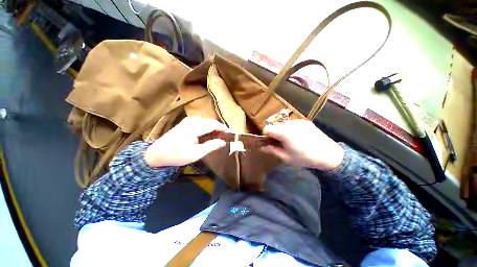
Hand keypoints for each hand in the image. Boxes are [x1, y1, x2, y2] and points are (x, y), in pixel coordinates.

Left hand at [144, 117, 226, 167]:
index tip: (231, 135)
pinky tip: (209, 135)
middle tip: (226, 138)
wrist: (157, 153)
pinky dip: (208, 128)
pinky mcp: (187, 122)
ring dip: (214, 129)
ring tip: (219, 138)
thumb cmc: (176, 155)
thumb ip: (211, 146)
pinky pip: (202, 123)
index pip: (214, 124)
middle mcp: (192, 120)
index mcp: (194, 127)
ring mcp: (189, 120)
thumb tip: (223, 142)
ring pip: (207, 122)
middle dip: (220, 129)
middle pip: (211, 122)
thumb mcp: (195, 154)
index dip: (224, 129)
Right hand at [262, 120, 343, 170]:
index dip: (266, 135)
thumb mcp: (286, 157)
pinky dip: (291, 129)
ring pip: (283, 124)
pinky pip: (292, 124)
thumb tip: (261, 148)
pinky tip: (298, 137)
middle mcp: (290, 124)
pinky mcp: (305, 121)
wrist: (329, 155)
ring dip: (282, 131)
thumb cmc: (305, 158)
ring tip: (290, 141)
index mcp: (284, 132)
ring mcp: (298, 121)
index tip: (270, 142)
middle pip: (275, 126)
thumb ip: (272, 150)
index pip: (267, 128)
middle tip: (280, 143)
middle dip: (274, 134)